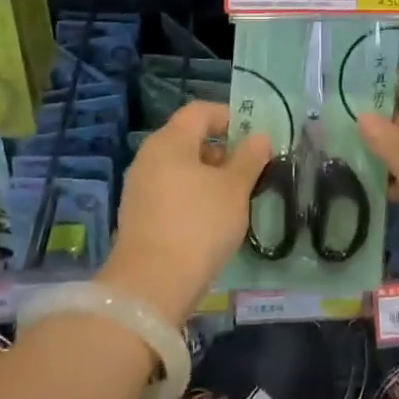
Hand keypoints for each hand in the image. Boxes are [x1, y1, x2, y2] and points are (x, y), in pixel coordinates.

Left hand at [100, 101, 271, 324]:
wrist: (150, 286)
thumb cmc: (198, 225)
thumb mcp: (234, 189)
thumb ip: (249, 158)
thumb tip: (259, 137)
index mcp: (170, 141)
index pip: (200, 111)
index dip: (229, 116)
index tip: (254, 135)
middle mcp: (149, 157)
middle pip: (189, 139)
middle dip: (222, 150)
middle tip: (250, 169)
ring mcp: (139, 188)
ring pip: (180, 168)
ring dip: (208, 176)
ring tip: (236, 197)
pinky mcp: (138, 217)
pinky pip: (171, 192)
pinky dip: (193, 196)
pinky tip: (212, 220)